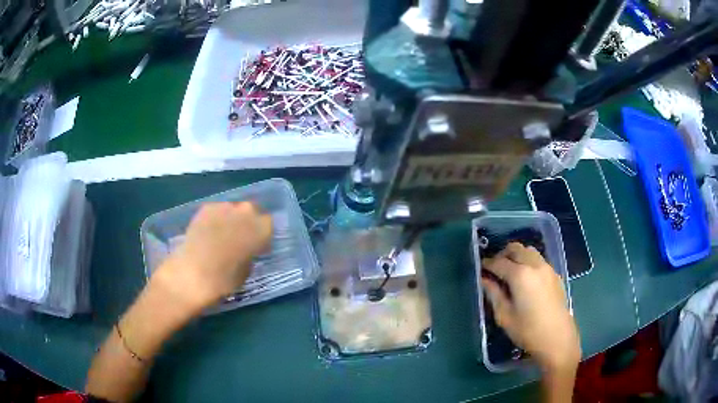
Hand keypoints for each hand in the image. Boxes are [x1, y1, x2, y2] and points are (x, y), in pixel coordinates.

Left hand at [153, 202, 272, 312]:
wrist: (193, 273)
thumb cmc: (224, 279)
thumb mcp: (247, 271)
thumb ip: (250, 254)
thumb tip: (245, 249)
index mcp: (261, 229)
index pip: (268, 224)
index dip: (262, 235)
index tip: (256, 245)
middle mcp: (246, 212)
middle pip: (251, 211)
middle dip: (247, 223)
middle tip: (239, 239)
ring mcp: (225, 207)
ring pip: (233, 210)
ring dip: (231, 219)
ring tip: (221, 236)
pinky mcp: (206, 208)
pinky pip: (217, 211)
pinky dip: (215, 219)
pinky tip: (208, 233)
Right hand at [482, 242, 579, 372]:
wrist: (557, 338)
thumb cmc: (527, 330)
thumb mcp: (504, 316)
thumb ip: (493, 294)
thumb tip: (484, 280)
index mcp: (520, 275)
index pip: (499, 262)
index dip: (487, 264)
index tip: (480, 268)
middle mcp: (534, 265)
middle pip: (516, 249)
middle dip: (502, 255)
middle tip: (494, 268)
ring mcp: (547, 268)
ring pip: (529, 251)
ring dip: (517, 256)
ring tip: (510, 271)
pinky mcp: (555, 274)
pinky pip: (538, 259)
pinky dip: (528, 261)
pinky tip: (525, 278)